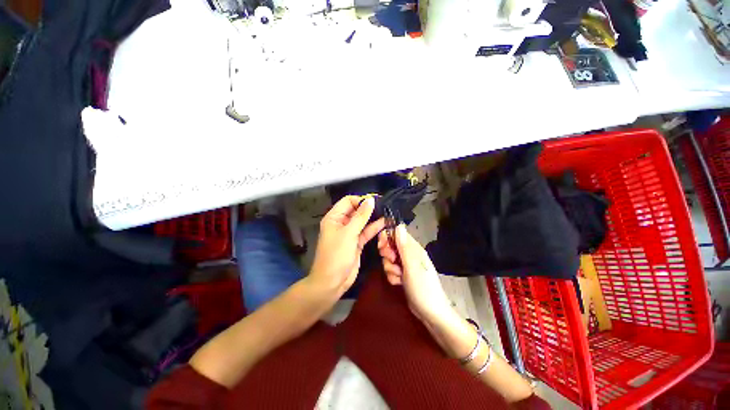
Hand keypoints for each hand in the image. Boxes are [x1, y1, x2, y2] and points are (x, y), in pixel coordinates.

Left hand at [309, 196, 384, 296]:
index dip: (361, 200)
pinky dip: (374, 228)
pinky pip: (366, 232)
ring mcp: (350, 233)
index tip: (376, 200)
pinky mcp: (357, 242)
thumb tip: (371, 200)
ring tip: (388, 212)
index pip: (348, 201)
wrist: (332, 282)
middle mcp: (341, 223)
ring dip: (373, 218)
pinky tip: (385, 223)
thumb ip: (361, 216)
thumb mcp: (348, 233)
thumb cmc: (336, 255)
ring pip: (363, 221)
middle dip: (369, 208)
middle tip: (385, 205)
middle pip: (356, 210)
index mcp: (334, 217)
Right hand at [377, 224, 453, 323]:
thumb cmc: (423, 288)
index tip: (381, 247)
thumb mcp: (411, 266)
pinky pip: (391, 270)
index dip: (387, 237)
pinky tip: (398, 283)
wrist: (431, 314)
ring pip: (389, 259)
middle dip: (387, 254)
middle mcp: (410, 254)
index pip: (397, 233)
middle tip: (392, 262)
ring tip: (398, 277)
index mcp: (414, 248)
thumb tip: (399, 225)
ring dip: (390, 268)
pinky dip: (392, 276)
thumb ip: (404, 246)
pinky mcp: (403, 275)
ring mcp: (406, 265)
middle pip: (391, 246)